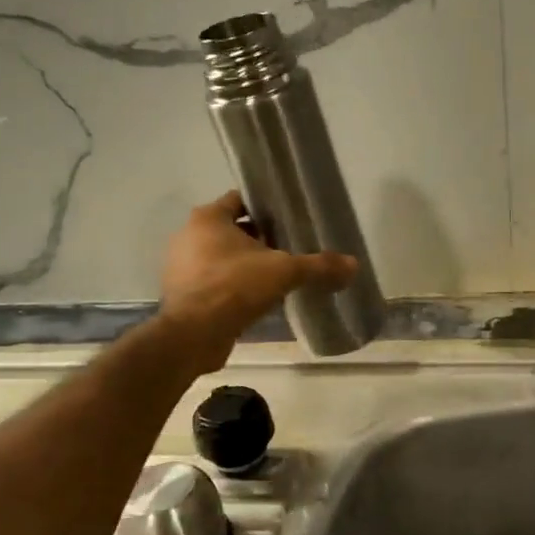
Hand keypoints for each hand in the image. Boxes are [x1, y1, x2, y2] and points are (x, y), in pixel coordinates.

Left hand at [159, 191, 357, 369]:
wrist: (194, 334)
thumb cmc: (235, 287)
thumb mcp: (285, 272)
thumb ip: (319, 266)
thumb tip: (354, 265)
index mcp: (208, 218)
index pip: (240, 200)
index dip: (265, 208)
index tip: (289, 219)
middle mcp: (188, 236)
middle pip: (231, 229)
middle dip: (258, 238)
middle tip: (288, 248)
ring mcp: (181, 266)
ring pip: (221, 257)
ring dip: (244, 264)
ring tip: (276, 275)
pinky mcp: (182, 294)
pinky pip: (213, 281)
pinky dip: (232, 286)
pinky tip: (256, 299)